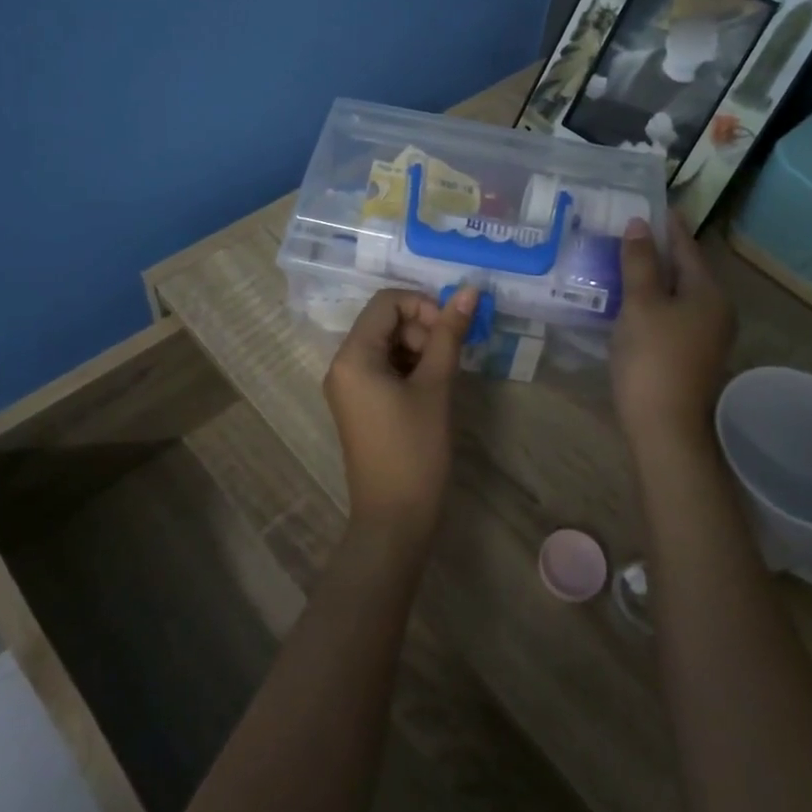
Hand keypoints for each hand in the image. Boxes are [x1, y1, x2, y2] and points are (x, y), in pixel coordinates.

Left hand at [323, 286, 478, 536]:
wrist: (394, 520)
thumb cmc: (415, 450)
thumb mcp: (435, 387)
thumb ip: (449, 335)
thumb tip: (469, 291)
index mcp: (353, 356)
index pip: (387, 302)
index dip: (423, 306)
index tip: (451, 332)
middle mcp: (342, 364)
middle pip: (385, 321)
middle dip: (422, 330)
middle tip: (448, 360)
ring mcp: (348, 386)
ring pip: (387, 343)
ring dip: (419, 349)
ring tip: (442, 378)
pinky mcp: (359, 403)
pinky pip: (383, 367)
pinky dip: (409, 367)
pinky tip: (430, 389)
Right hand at [612, 214, 734, 442]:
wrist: (664, 428)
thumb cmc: (653, 358)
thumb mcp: (641, 304)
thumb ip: (639, 262)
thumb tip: (639, 224)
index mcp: (709, 292)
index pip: (687, 247)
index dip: (668, 225)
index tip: (652, 203)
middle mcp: (715, 310)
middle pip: (684, 269)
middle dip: (657, 249)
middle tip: (628, 228)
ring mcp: (705, 335)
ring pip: (676, 293)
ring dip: (652, 276)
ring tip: (622, 258)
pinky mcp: (690, 354)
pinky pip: (671, 313)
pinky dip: (652, 300)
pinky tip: (628, 298)